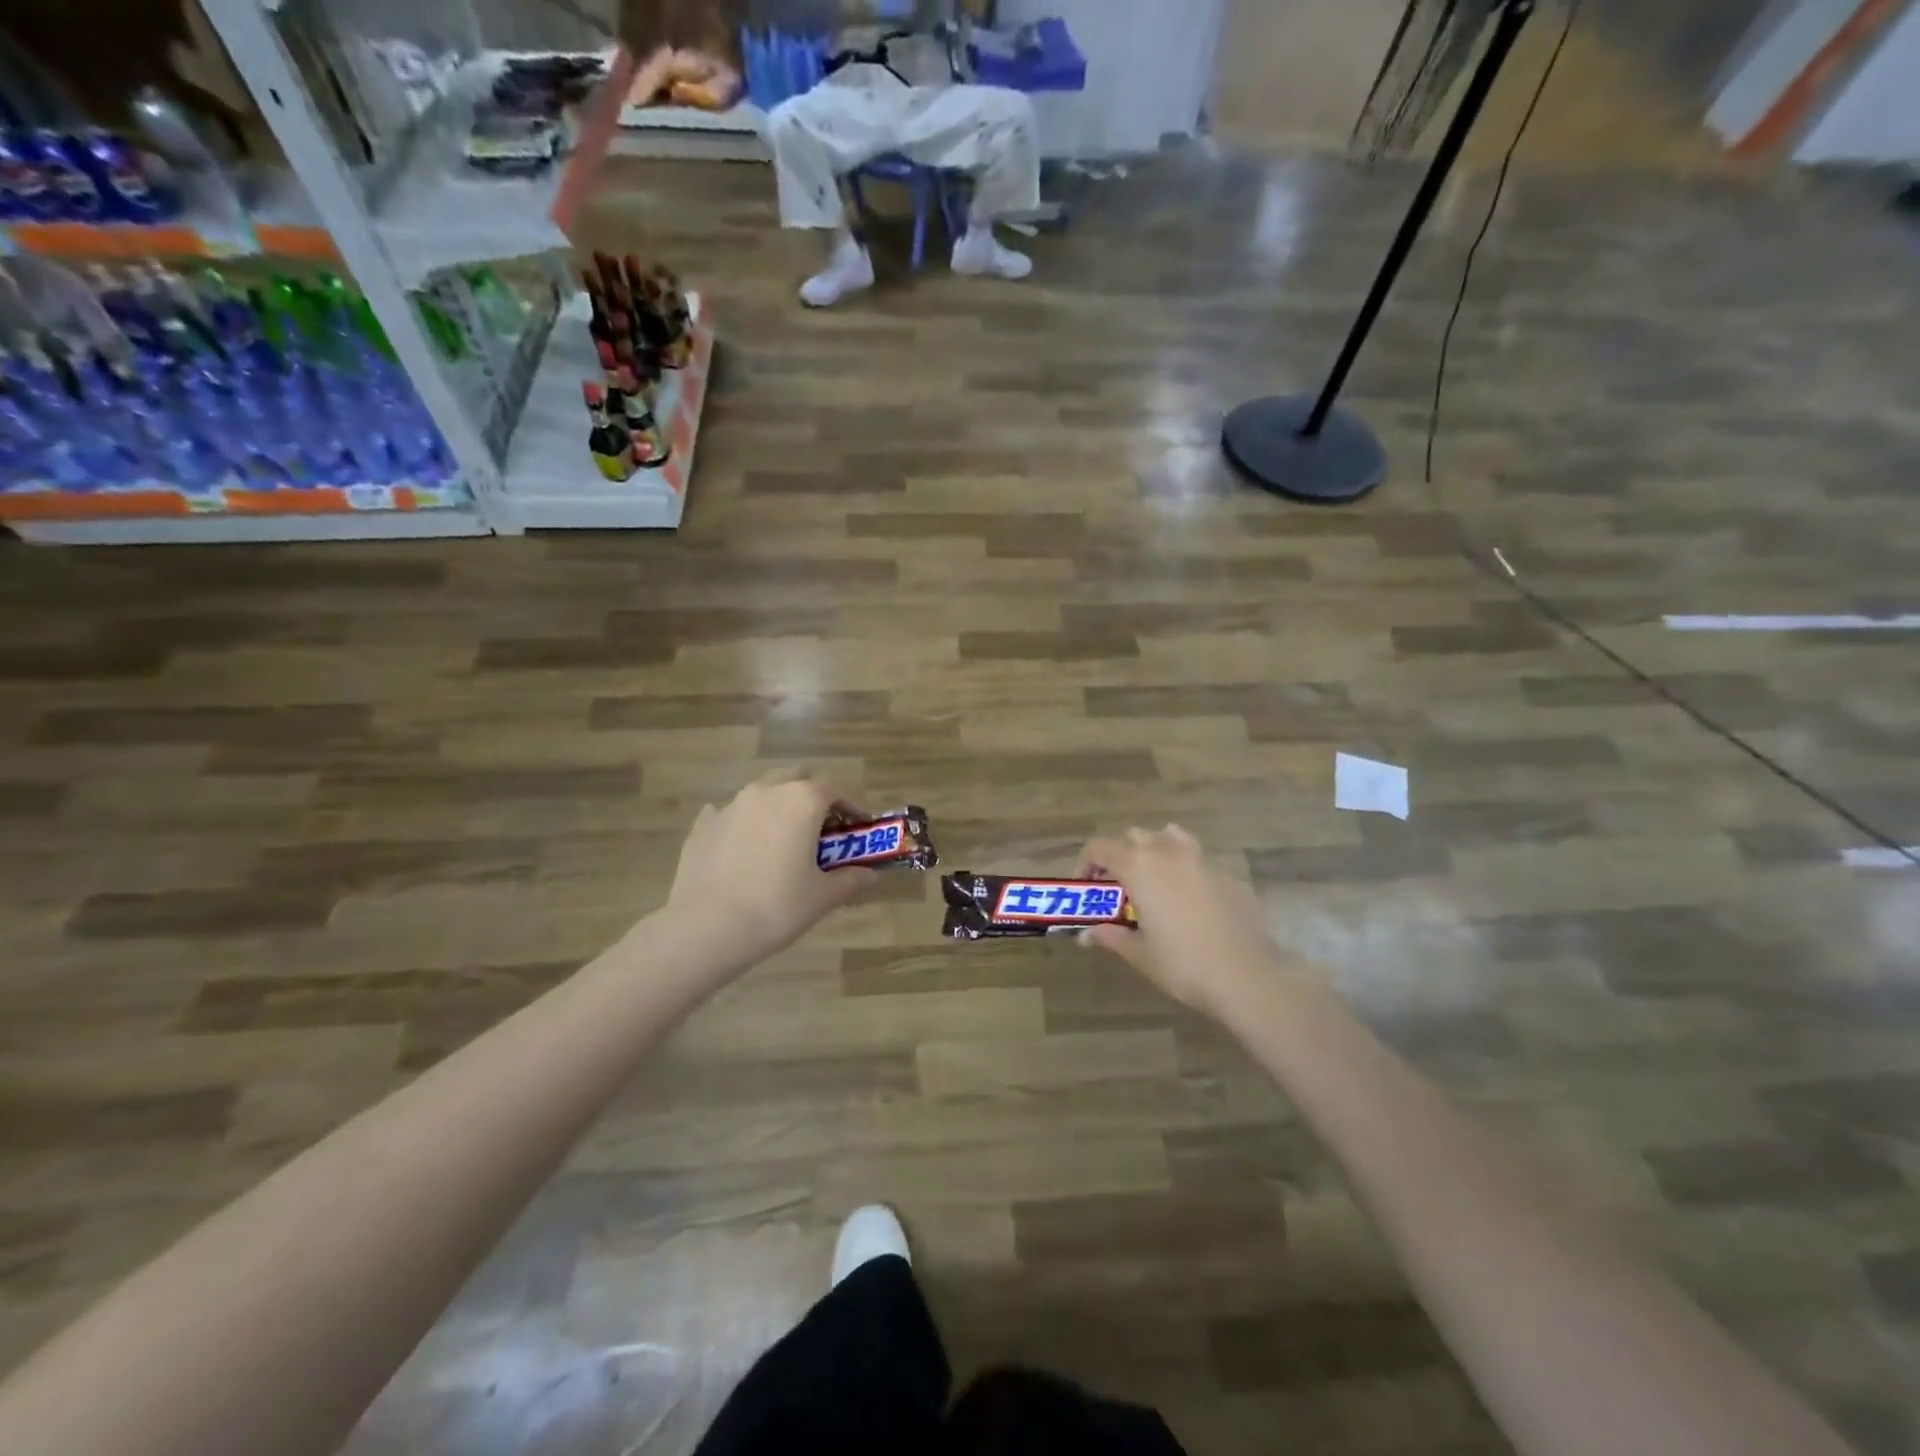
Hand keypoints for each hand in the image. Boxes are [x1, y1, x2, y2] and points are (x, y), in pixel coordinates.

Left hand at [664, 770, 875, 973]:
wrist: (707, 927)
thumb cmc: (776, 906)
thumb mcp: (823, 897)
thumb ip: (851, 879)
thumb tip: (870, 874)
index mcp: (802, 801)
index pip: (835, 788)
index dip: (851, 805)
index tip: (859, 826)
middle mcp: (766, 792)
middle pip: (796, 778)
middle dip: (813, 796)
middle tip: (822, 828)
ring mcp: (730, 805)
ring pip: (762, 793)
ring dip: (778, 807)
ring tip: (783, 839)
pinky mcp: (703, 825)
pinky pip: (730, 814)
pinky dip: (744, 824)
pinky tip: (744, 849)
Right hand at [1077, 826, 1285, 1022]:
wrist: (1248, 976)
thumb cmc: (1183, 964)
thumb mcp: (1139, 954)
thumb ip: (1111, 937)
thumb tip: (1087, 934)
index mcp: (1139, 867)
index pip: (1100, 847)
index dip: (1086, 862)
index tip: (1086, 884)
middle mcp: (1169, 852)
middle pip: (1135, 836)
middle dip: (1122, 855)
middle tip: (1120, 887)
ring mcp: (1202, 860)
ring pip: (1171, 837)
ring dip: (1156, 850)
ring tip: (1156, 882)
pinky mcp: (1229, 875)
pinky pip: (1199, 861)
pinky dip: (1187, 871)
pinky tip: (1192, 903)